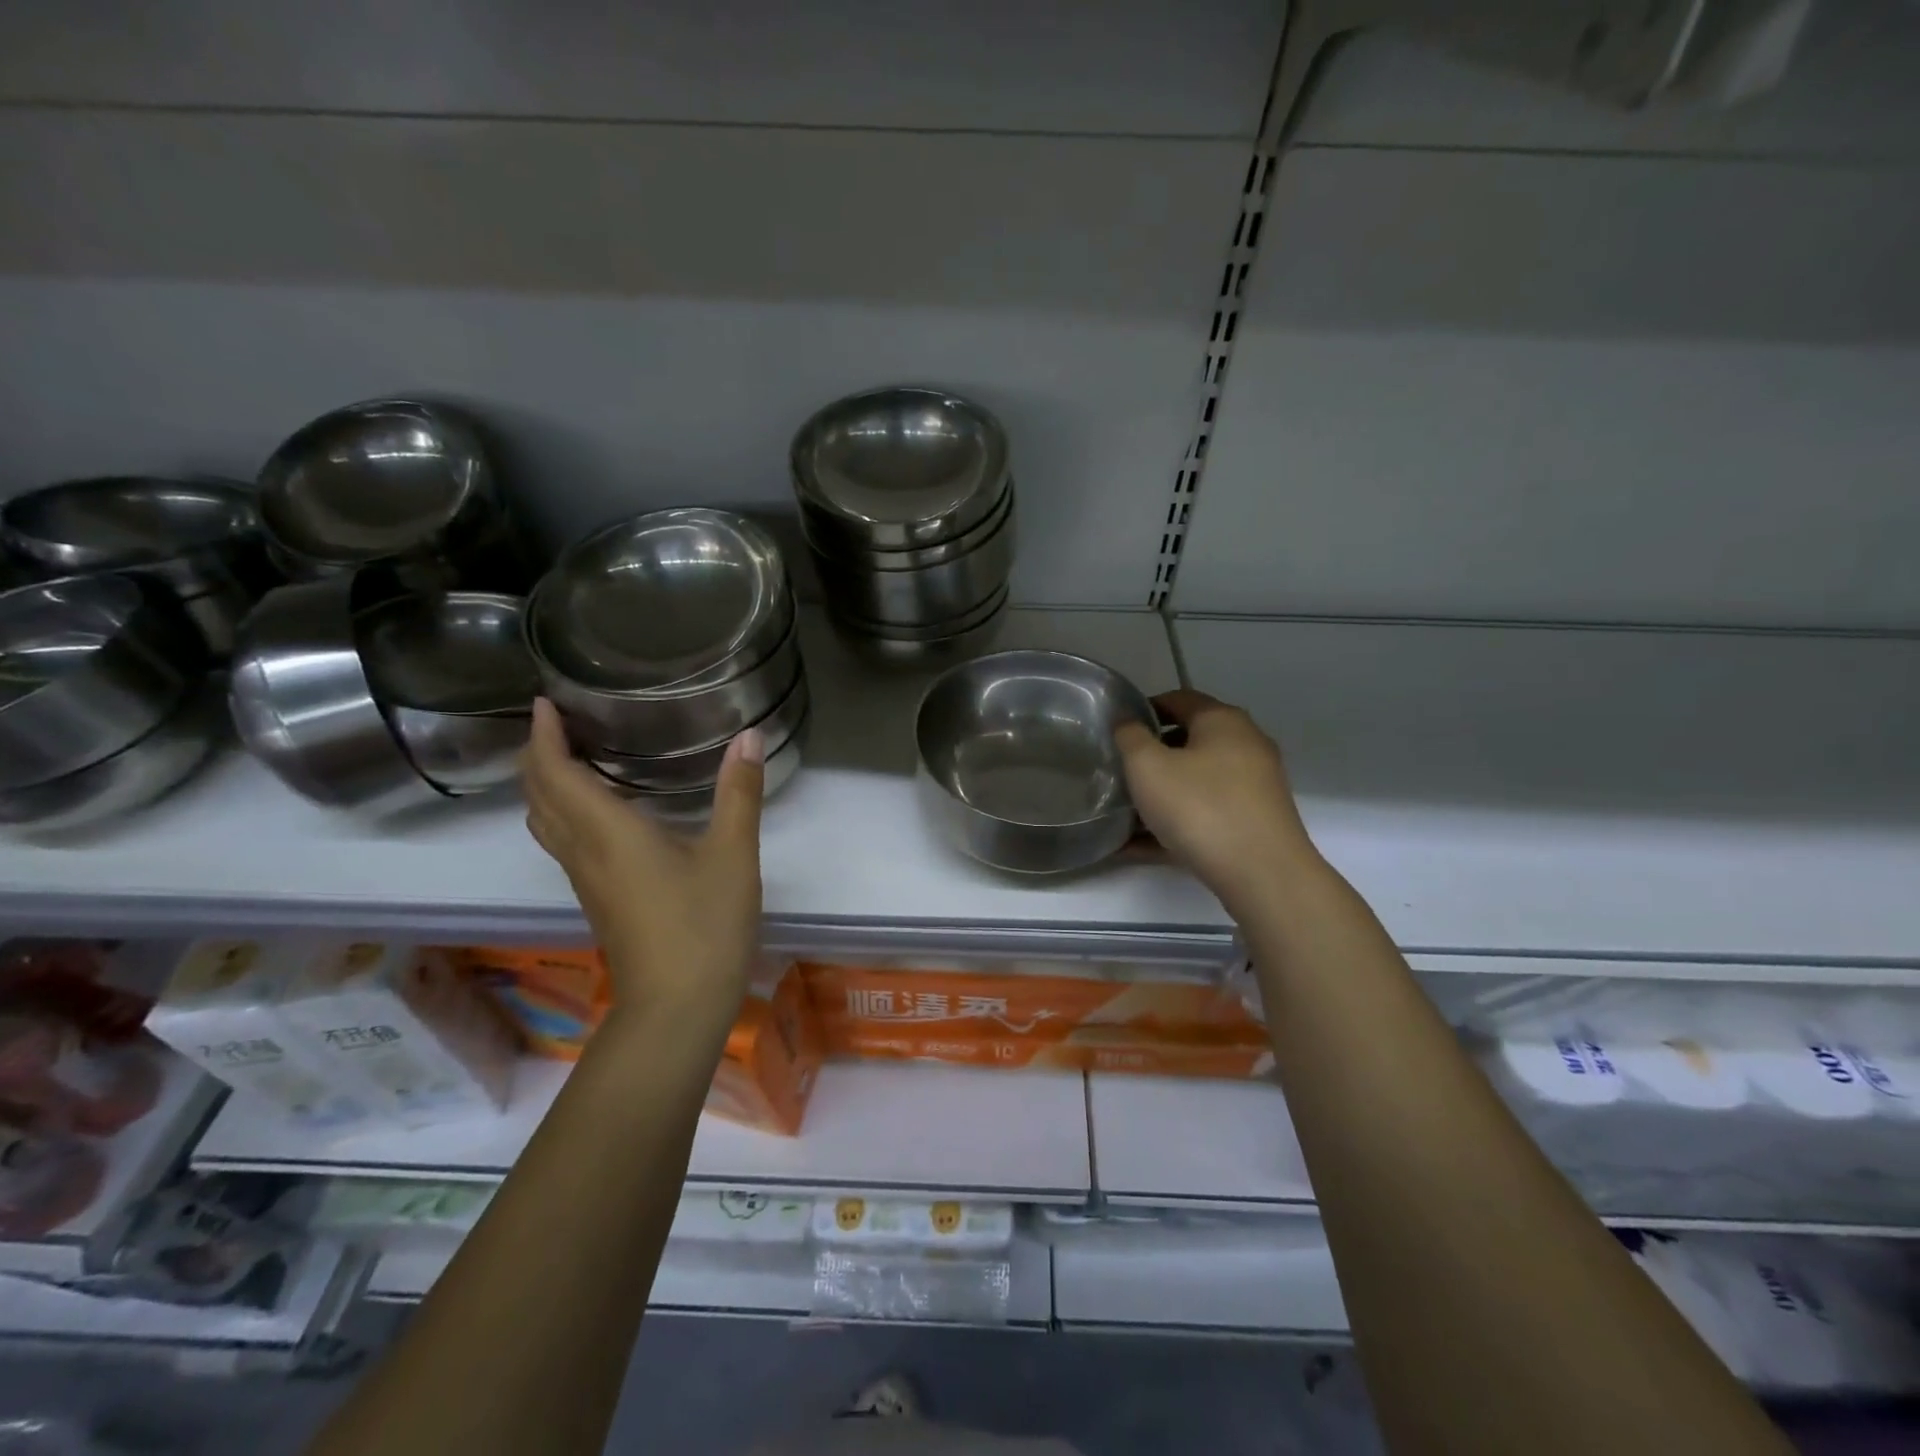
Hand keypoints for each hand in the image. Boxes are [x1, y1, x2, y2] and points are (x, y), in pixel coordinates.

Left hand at [520, 700, 764, 1035]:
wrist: (676, 1008)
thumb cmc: (704, 926)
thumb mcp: (732, 855)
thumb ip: (739, 793)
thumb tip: (748, 737)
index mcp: (607, 832)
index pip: (554, 772)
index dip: (543, 735)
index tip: (544, 701)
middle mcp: (583, 851)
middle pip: (538, 796)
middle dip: (538, 754)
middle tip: (559, 722)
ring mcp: (585, 880)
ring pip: (545, 822)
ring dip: (547, 784)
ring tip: (573, 757)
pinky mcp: (598, 899)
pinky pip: (563, 842)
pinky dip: (565, 811)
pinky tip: (602, 811)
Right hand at [1115, 689, 1319, 908]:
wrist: (1262, 874)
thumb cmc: (1200, 807)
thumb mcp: (1147, 766)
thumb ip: (1129, 736)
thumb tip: (1126, 720)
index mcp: (1222, 721)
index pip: (1178, 699)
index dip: (1143, 710)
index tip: (1115, 731)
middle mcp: (1245, 745)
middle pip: (1189, 741)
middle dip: (1151, 756)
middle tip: (1118, 771)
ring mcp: (1254, 787)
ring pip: (1195, 782)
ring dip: (1160, 794)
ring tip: (1122, 812)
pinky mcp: (1253, 823)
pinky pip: (1204, 815)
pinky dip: (1174, 824)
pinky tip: (1138, 846)